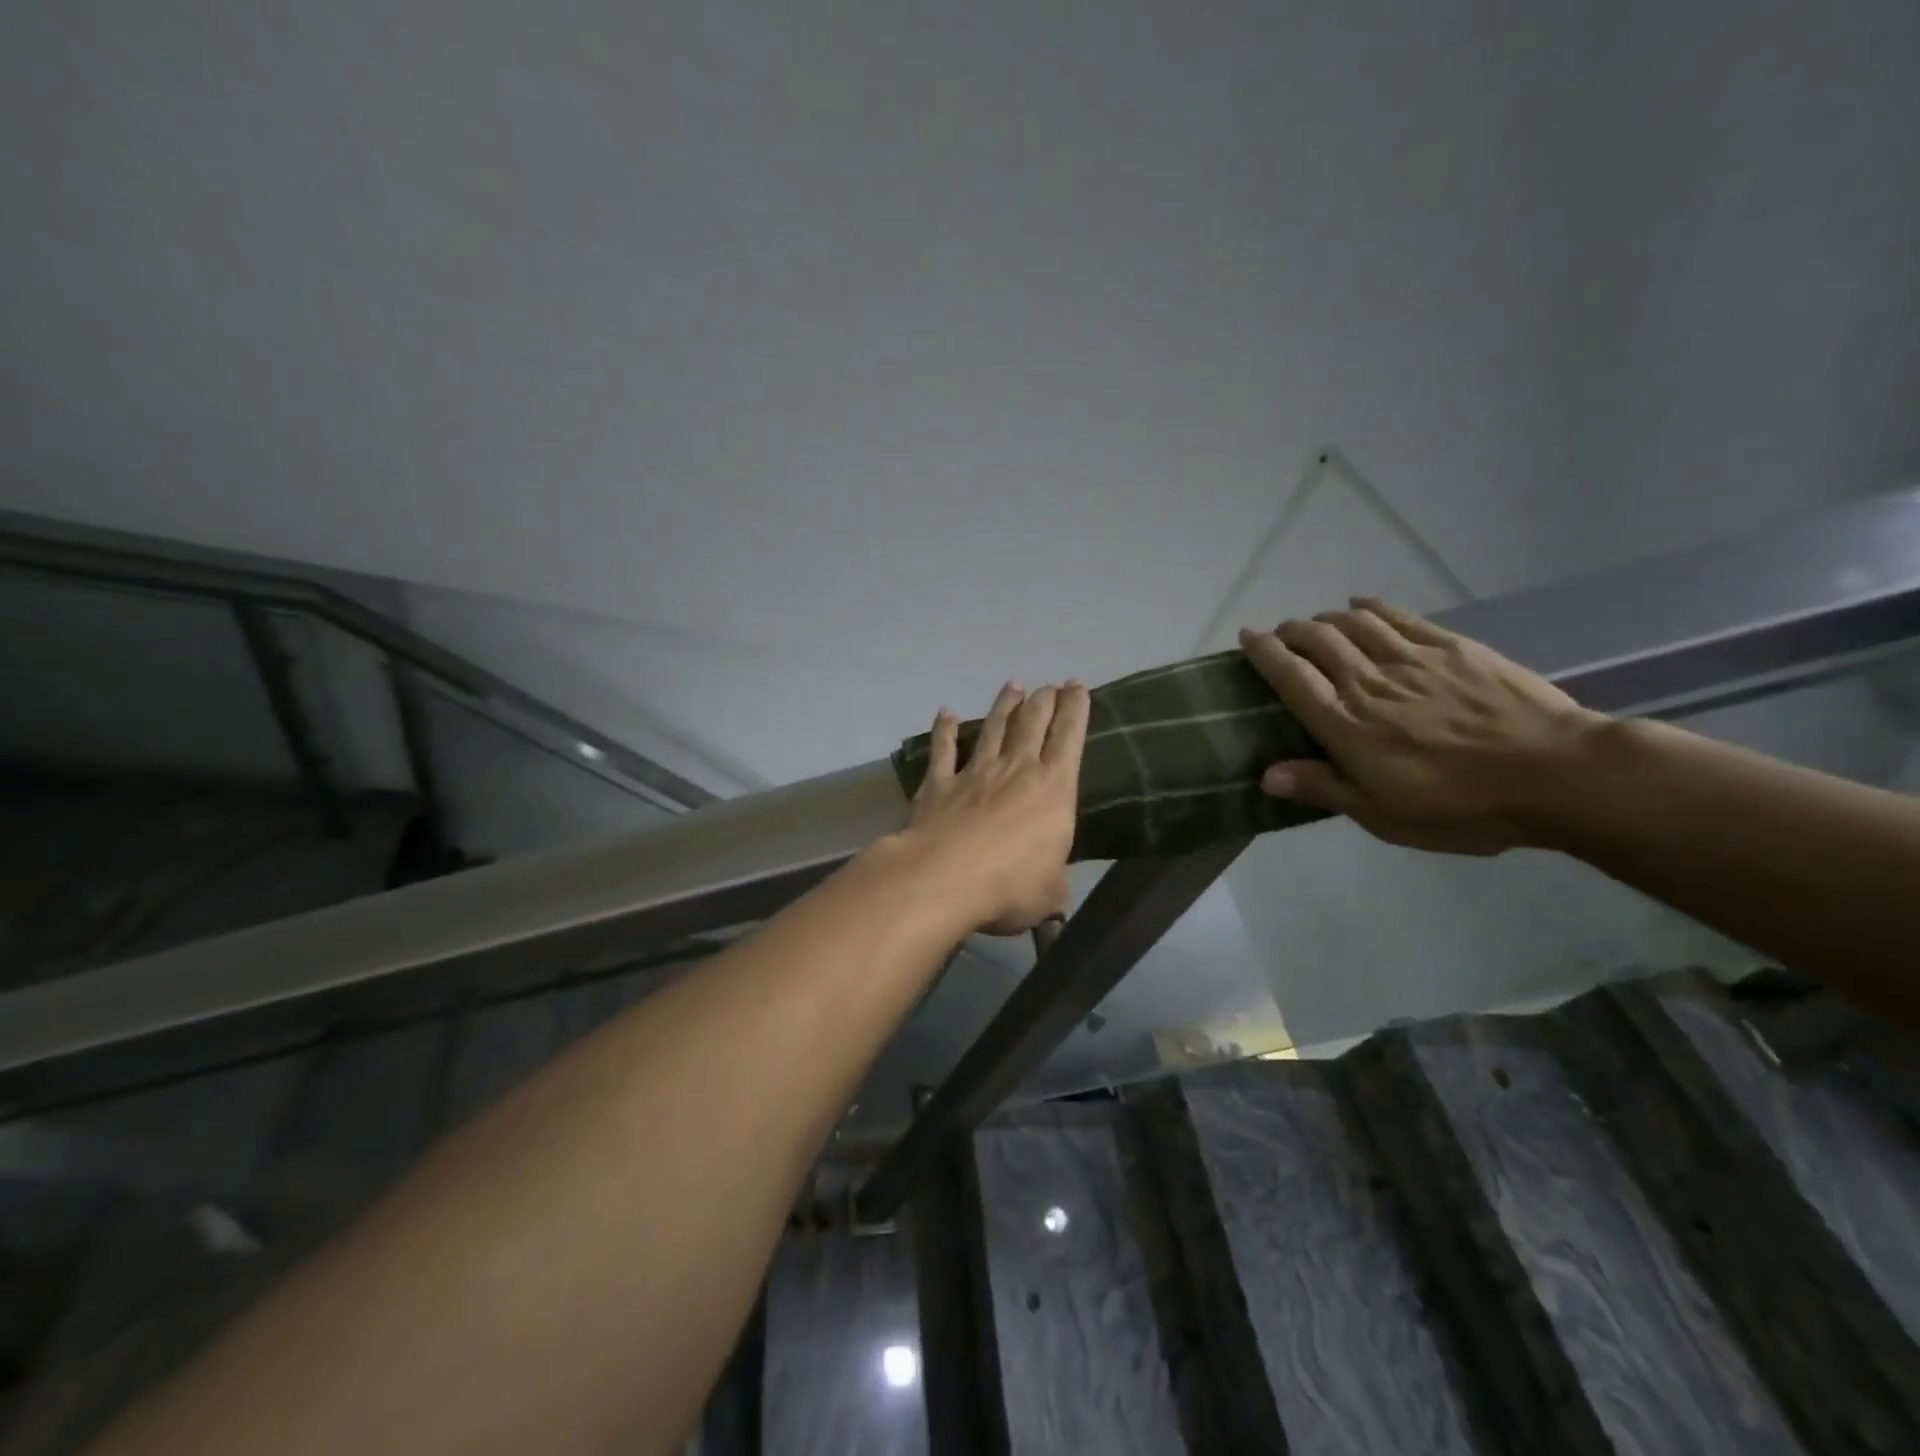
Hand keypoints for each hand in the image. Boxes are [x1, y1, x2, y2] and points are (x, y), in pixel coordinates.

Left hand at [901, 680, 1089, 934]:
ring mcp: (974, 773)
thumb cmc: (1010, 886)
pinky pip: (943, 750)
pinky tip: (946, 713)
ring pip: (993, 728)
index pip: (1069, 738)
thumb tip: (1051, 887)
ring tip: (1012, 686)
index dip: (1075, 709)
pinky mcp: (939, 785)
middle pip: (1032, 723)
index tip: (1077, 687)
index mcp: (1053, 789)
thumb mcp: (1049, 893)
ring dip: (1004, 706)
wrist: (944, 878)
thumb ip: (1053, 882)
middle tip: (1049, 685)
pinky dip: (945, 730)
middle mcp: (1015, 770)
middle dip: (1043, 700)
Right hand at [1238, 599, 1605, 854]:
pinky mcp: (1452, 647)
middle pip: (1317, 640)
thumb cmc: (1463, 806)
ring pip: (1353, 622)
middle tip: (1281, 634)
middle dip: (1291, 631)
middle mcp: (1369, 682)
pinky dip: (1372, 605)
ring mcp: (1412, 659)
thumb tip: (1267, 776)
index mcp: (1346, 725)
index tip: (1247, 636)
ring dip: (1326, 617)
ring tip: (1317, 623)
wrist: (1557, 773)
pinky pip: (1399, 616)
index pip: (1291, 677)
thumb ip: (1324, 789)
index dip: (1264, 653)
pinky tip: (1361, 603)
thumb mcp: (1384, 815)